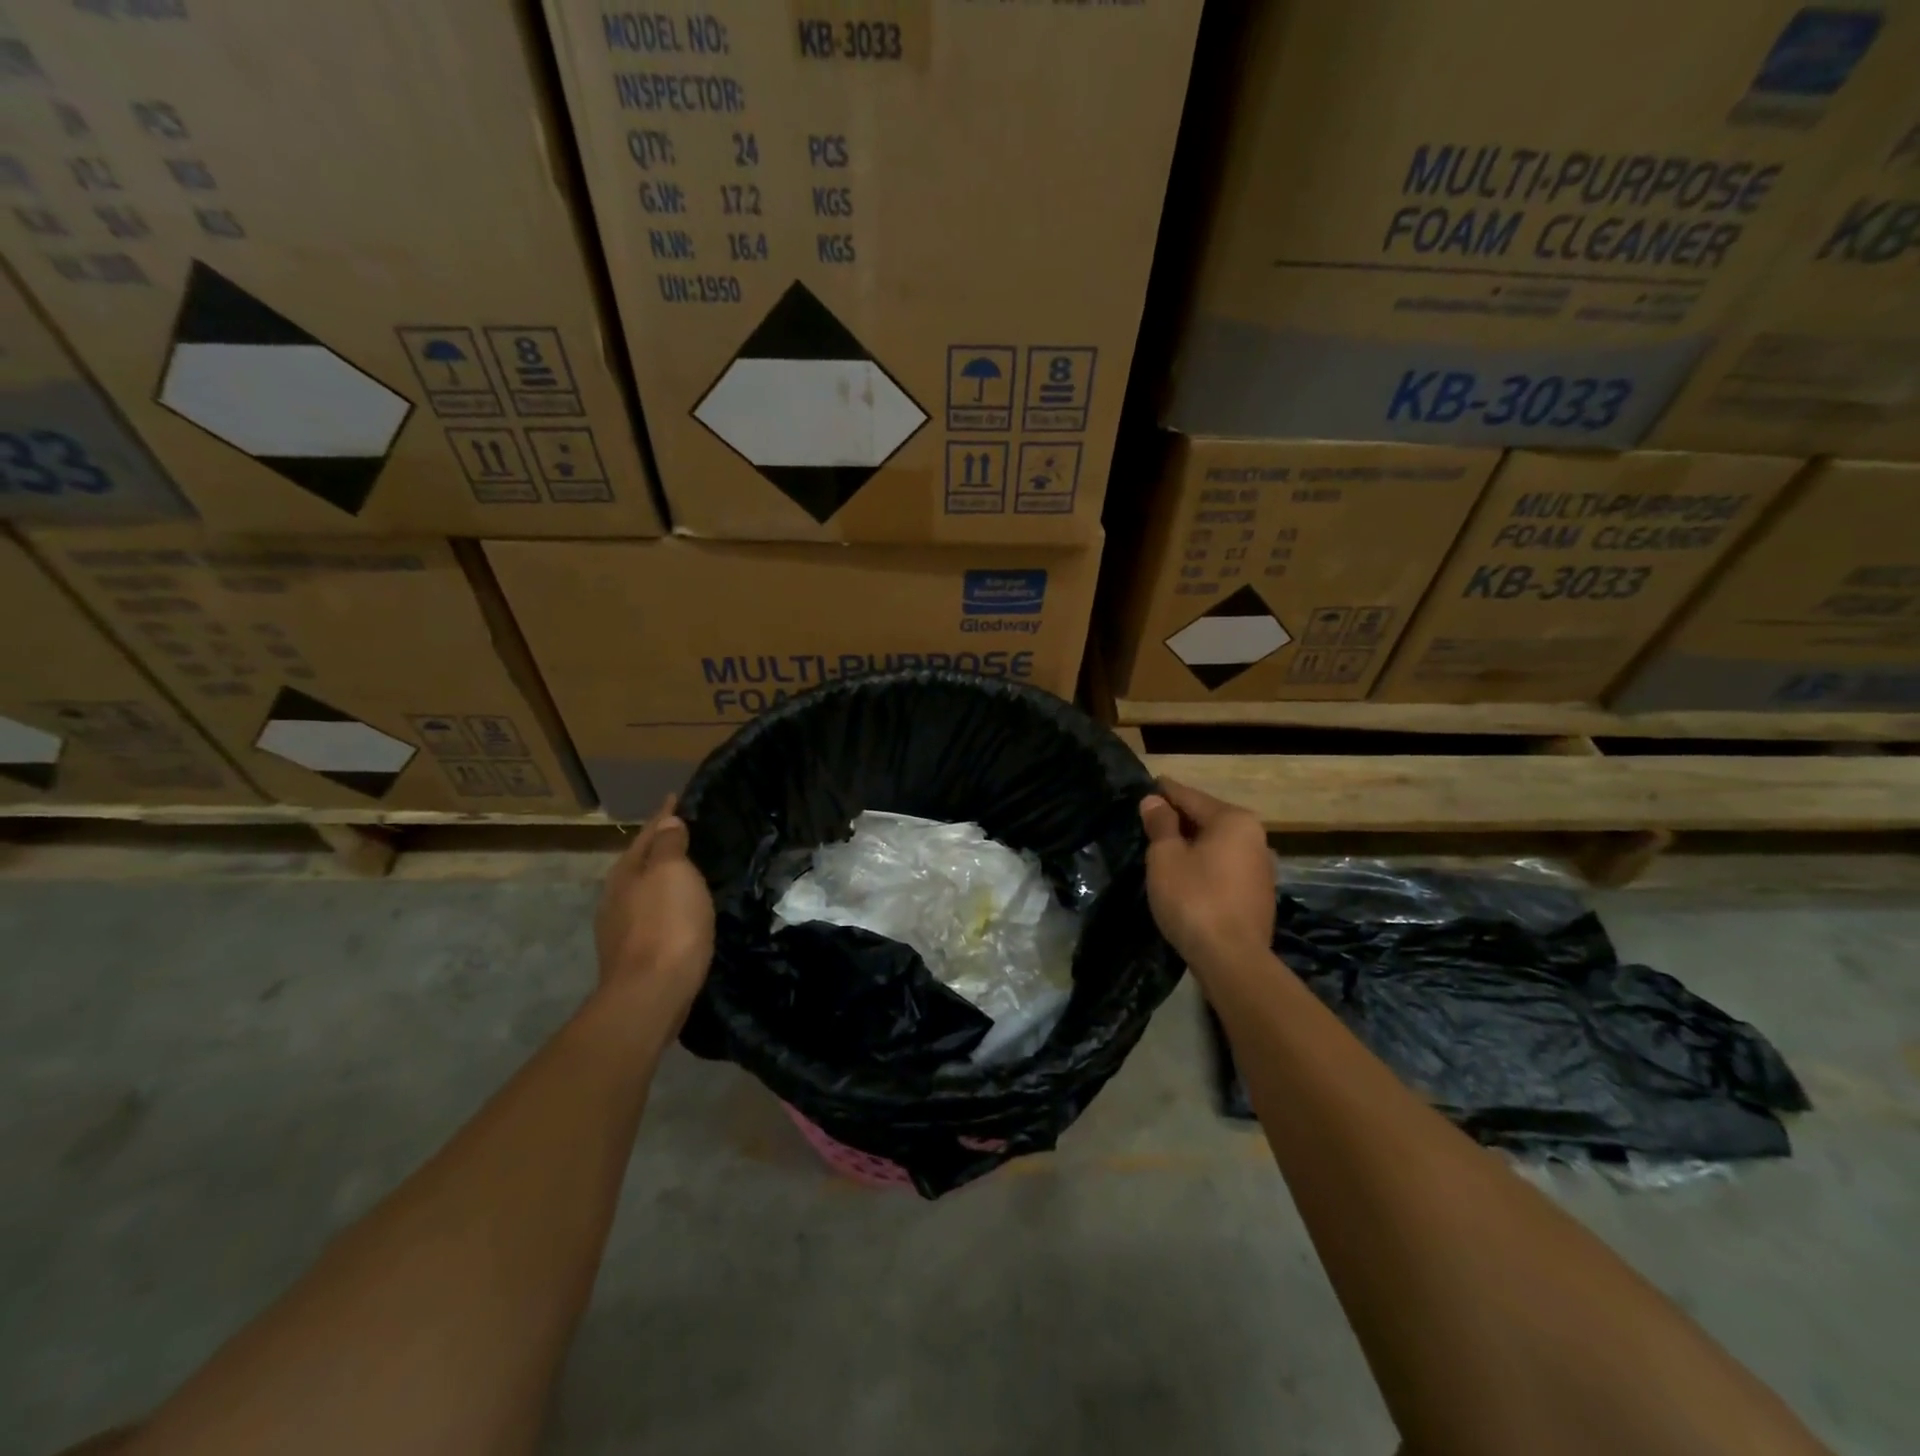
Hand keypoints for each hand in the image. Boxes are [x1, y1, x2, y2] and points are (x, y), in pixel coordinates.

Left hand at [594, 796, 714, 1014]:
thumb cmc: (666, 926)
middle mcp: (616, 896)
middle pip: (642, 861)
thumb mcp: (672, 874)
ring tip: (689, 870)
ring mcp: (621, 928)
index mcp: (626, 872)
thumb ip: (669, 845)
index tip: (676, 797)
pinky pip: (653, 914)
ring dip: (663, 878)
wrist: (651, 995)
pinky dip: (667, 904)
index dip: (664, 815)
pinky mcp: (634, 953)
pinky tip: (681, 910)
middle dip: (661, 846)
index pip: (648, 833)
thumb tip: (668, 822)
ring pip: (645, 890)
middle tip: (688, 831)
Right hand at [1140, 778, 1275, 971]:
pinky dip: (1205, 864)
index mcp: (1234, 820)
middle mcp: (1255, 837)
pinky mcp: (1259, 895)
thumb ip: (1160, 824)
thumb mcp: (1165, 857)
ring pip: (1219, 845)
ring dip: (1194, 843)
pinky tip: (1187, 874)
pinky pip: (1225, 867)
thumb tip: (1154, 801)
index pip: (1191, 797)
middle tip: (1150, 818)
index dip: (1165, 792)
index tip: (1148, 784)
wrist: (1232, 959)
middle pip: (1209, 819)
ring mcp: (1261, 868)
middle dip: (1180, 818)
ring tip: (1165, 846)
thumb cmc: (1194, 898)